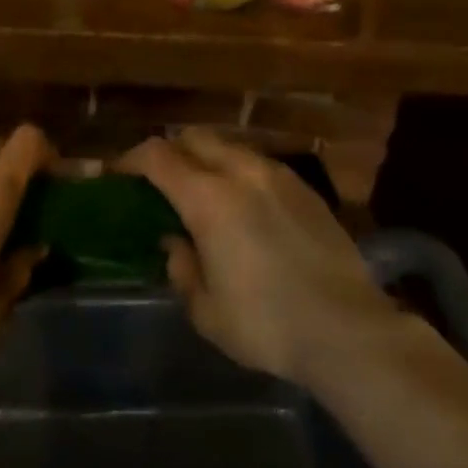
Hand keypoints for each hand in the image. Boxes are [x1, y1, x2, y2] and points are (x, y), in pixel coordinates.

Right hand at [120, 128, 397, 383]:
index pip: (157, 156)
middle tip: (160, 181)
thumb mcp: (206, 310)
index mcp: (209, 199)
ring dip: (207, 159)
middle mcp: (242, 173)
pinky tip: (245, 206)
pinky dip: (239, 173)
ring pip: (230, 147)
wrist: (348, 329)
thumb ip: (182, 268)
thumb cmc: (267, 325)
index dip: (131, 160)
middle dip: (170, 152)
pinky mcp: (306, 189)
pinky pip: (259, 165)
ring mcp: (279, 176)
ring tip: (203, 192)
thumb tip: (176, 242)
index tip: (119, 175)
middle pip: (194, 138)